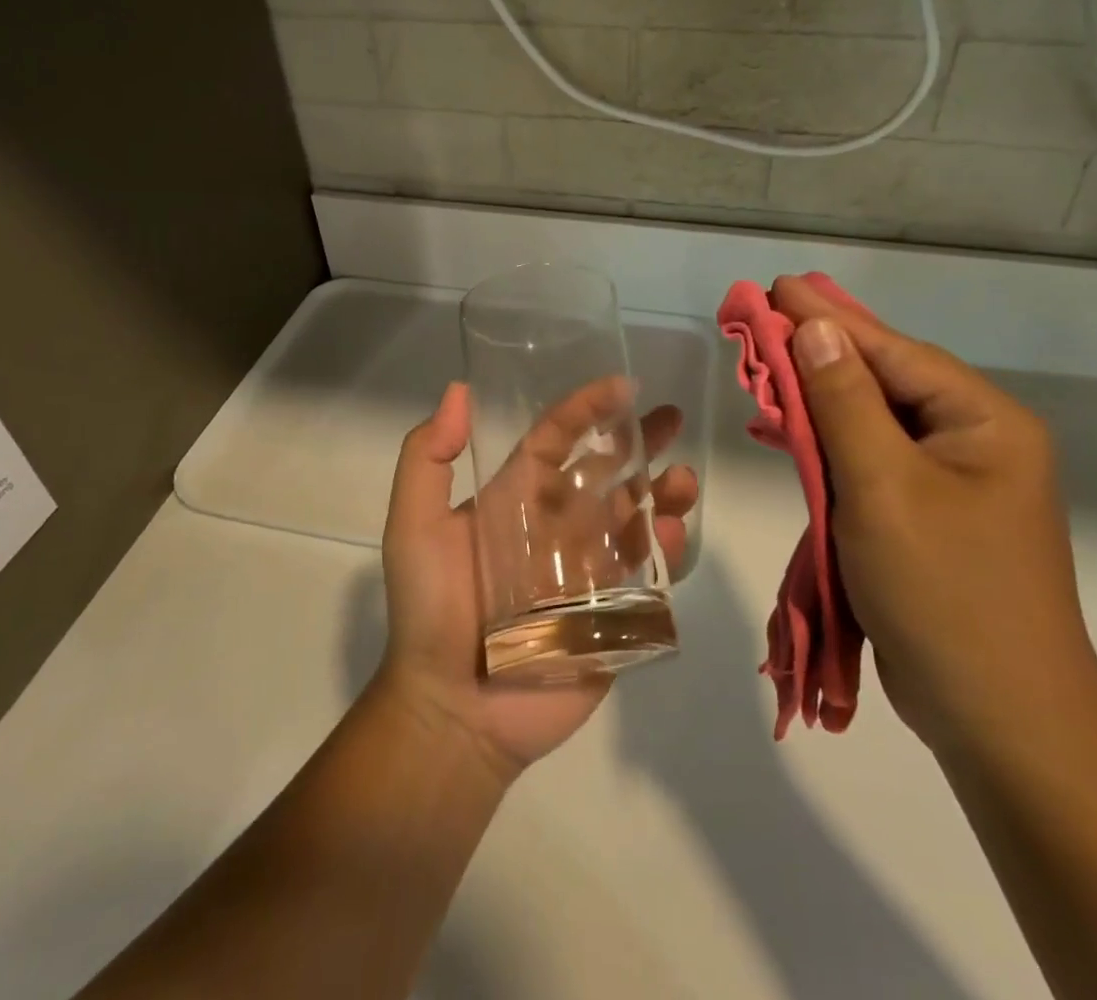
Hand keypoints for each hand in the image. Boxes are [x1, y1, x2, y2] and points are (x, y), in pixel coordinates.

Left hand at [373, 382, 696, 779]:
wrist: (451, 710)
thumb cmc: (431, 610)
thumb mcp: (414, 525)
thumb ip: (427, 457)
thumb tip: (459, 390)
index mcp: (516, 499)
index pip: (556, 439)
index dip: (586, 408)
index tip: (622, 385)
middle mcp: (557, 525)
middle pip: (607, 472)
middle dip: (640, 442)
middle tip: (672, 418)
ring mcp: (588, 569)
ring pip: (635, 518)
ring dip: (662, 493)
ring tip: (683, 480)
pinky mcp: (612, 614)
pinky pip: (646, 574)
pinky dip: (666, 550)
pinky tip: (674, 534)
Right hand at [771, 276, 1096, 762]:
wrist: (1001, 722)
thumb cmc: (944, 592)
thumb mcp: (884, 487)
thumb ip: (846, 403)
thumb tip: (816, 330)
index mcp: (983, 422)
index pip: (892, 351)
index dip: (828, 318)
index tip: (775, 287)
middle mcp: (974, 442)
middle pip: (884, 380)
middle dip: (819, 354)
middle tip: (763, 320)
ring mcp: (953, 482)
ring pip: (872, 422)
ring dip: (818, 399)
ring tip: (766, 370)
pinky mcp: (927, 517)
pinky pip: (870, 462)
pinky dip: (827, 446)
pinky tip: (789, 434)